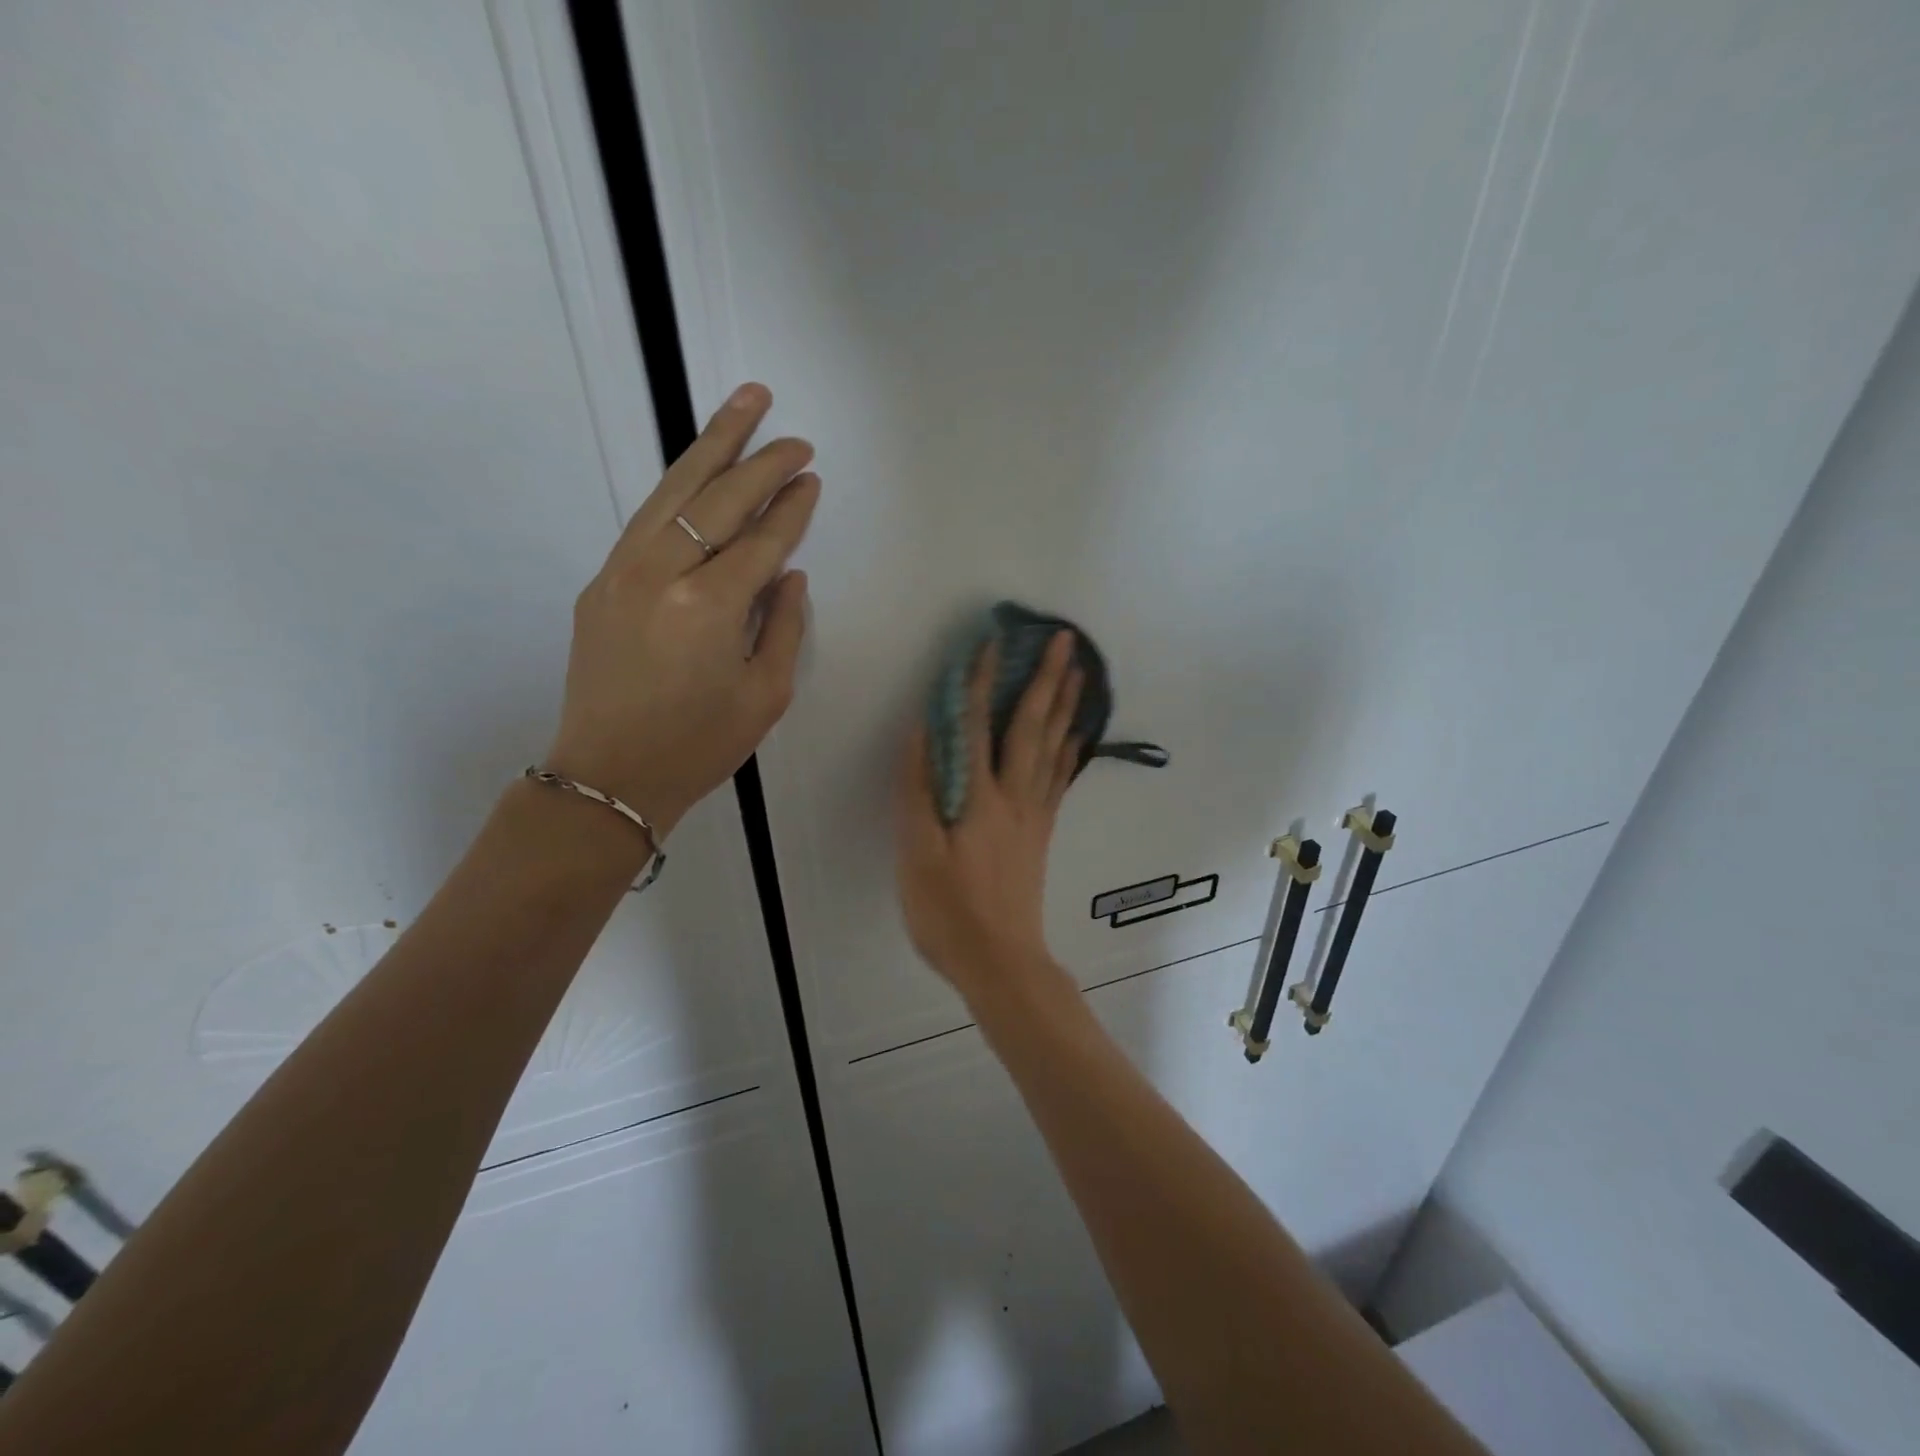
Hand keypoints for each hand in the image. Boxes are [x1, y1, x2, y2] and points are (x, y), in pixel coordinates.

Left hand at [546, 382, 817, 836]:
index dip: (792, 508)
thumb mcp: (766, 694)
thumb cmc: (700, 745)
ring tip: (745, 404)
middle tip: (794, 435)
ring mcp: (623, 570)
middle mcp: (663, 573)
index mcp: (710, 607)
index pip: (762, 540)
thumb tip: (788, 575)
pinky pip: (648, 518)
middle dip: (762, 461)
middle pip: (719, 498)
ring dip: (713, 444)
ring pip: (674, 490)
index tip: (812, 479)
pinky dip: (679, 486)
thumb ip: (784, 626)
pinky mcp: (601, 580)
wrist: (609, 775)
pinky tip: (700, 469)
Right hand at [896, 630, 1084, 999]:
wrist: (1001, 962)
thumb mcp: (917, 854)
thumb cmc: (949, 911)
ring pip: (1054, 748)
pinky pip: (1060, 779)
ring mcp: (1034, 815)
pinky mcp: (1041, 833)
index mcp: (980, 798)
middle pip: (1033, 727)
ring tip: (1080, 673)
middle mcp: (1015, 797)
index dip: (983, 680)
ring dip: (1065, 706)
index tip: (992, 639)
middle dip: (1047, 680)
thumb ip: (918, 791)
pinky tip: (1075, 736)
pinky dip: (1069, 749)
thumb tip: (921, 733)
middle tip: (1066, 641)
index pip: (979, 726)